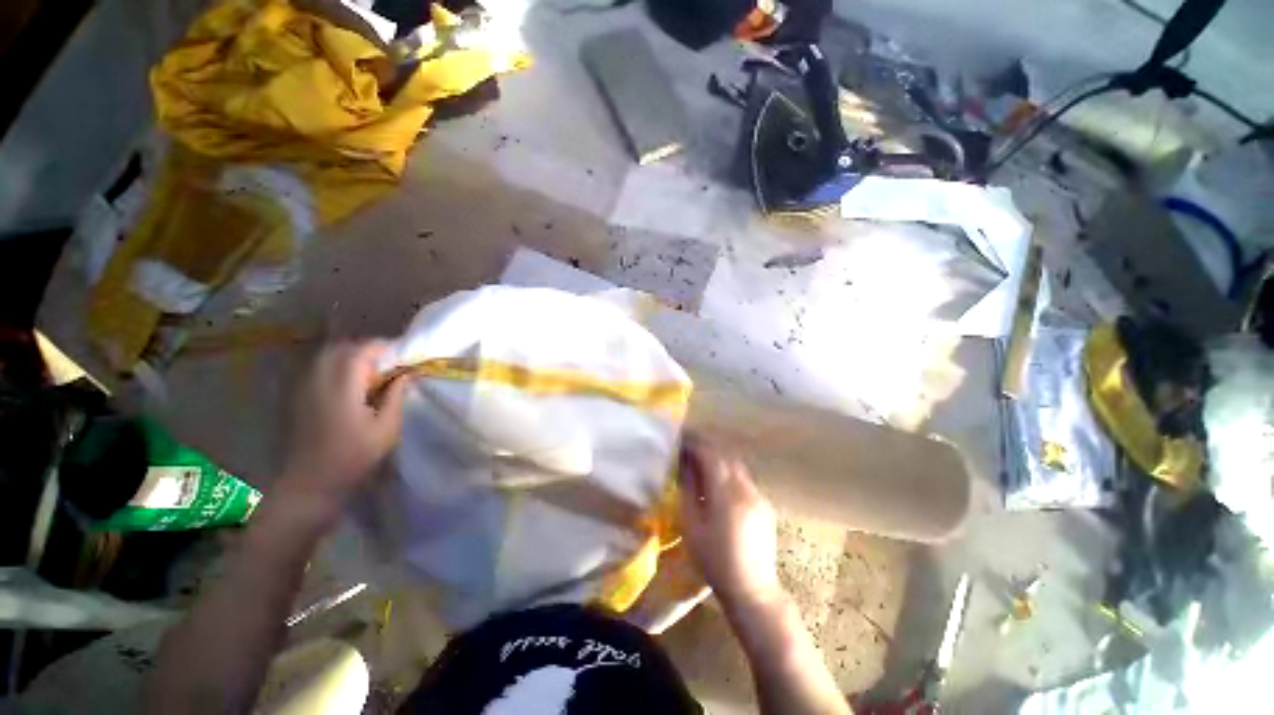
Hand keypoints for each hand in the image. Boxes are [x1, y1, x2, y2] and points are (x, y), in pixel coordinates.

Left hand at [279, 341, 407, 506]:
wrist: (306, 485)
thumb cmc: (352, 459)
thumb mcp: (386, 430)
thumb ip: (396, 396)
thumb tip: (406, 374)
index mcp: (342, 386)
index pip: (362, 350)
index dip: (385, 348)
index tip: (403, 357)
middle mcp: (318, 379)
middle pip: (343, 348)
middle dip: (368, 351)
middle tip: (389, 365)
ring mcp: (302, 386)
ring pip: (328, 356)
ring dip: (351, 359)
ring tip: (371, 375)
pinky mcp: (295, 396)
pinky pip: (317, 369)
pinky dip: (336, 368)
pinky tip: (349, 387)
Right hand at [678, 436, 783, 611]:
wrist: (752, 589)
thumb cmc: (714, 559)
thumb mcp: (692, 525)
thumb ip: (688, 489)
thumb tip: (684, 464)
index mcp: (725, 493)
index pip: (710, 455)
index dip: (695, 444)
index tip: (682, 440)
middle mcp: (745, 489)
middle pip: (725, 456)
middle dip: (707, 448)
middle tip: (689, 449)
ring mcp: (759, 496)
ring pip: (737, 467)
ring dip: (720, 460)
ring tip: (703, 464)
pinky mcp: (766, 506)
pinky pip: (746, 480)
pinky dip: (731, 474)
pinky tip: (721, 486)